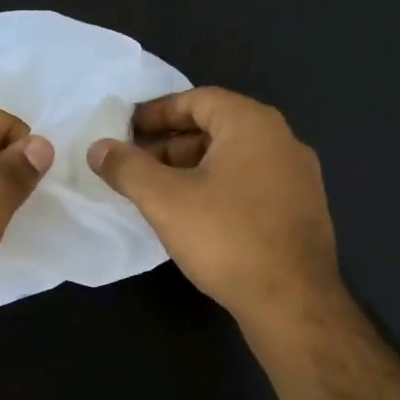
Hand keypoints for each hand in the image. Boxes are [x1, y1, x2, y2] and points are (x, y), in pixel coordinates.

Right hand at [88, 87, 341, 332]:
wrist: (292, 300)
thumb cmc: (226, 238)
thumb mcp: (165, 200)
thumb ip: (128, 169)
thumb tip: (98, 148)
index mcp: (252, 124)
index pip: (197, 99)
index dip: (157, 112)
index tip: (126, 129)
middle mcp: (282, 140)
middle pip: (217, 128)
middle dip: (171, 144)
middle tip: (136, 165)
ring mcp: (298, 176)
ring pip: (234, 159)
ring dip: (193, 168)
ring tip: (159, 193)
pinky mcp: (302, 210)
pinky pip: (252, 184)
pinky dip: (219, 188)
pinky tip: (197, 217)